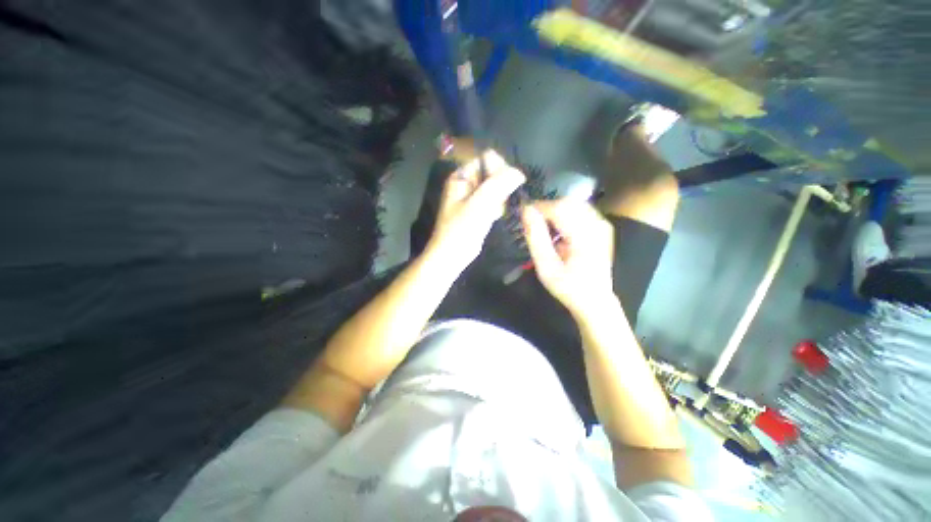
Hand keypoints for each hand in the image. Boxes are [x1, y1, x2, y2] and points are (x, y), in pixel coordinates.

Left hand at [425, 150, 525, 273]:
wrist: (452, 255)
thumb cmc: (461, 229)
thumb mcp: (480, 204)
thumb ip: (499, 184)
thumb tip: (519, 173)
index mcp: (462, 176)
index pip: (488, 158)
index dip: (499, 169)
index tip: (504, 187)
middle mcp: (467, 182)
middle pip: (494, 172)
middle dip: (500, 187)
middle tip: (496, 203)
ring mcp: (473, 197)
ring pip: (496, 188)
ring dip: (500, 198)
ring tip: (494, 212)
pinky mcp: (479, 209)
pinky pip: (494, 201)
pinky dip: (497, 207)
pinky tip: (494, 217)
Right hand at [521, 199, 615, 315]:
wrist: (595, 300)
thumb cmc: (568, 287)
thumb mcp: (546, 267)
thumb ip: (536, 237)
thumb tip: (526, 212)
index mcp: (584, 236)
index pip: (559, 208)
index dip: (538, 207)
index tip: (523, 214)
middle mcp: (597, 225)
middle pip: (567, 202)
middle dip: (546, 208)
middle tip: (532, 222)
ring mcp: (602, 225)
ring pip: (574, 204)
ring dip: (555, 211)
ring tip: (543, 227)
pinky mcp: (602, 227)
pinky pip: (581, 210)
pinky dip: (565, 215)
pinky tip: (558, 230)